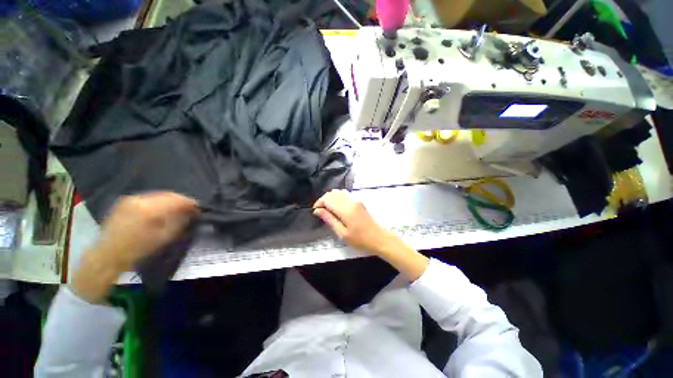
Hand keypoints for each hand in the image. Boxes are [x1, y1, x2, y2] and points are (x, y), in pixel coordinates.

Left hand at [93, 192, 198, 271]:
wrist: (107, 256)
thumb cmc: (138, 250)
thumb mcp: (164, 238)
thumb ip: (180, 222)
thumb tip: (192, 212)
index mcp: (150, 209)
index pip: (178, 199)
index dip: (191, 203)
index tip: (199, 208)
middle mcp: (140, 199)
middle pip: (169, 194)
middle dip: (181, 201)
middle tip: (190, 209)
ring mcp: (131, 199)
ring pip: (159, 195)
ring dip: (171, 201)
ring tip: (177, 210)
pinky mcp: (125, 202)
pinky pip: (149, 198)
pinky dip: (159, 202)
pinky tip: (162, 210)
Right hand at [313, 190, 428, 280]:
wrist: (379, 238)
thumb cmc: (360, 240)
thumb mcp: (342, 233)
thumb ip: (329, 219)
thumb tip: (317, 210)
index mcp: (346, 209)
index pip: (328, 199)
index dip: (319, 203)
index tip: (315, 211)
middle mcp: (350, 201)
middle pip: (332, 193)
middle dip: (323, 200)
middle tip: (319, 211)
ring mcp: (355, 200)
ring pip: (338, 192)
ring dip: (330, 198)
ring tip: (326, 209)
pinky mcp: (358, 201)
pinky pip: (344, 194)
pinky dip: (337, 197)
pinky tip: (336, 206)